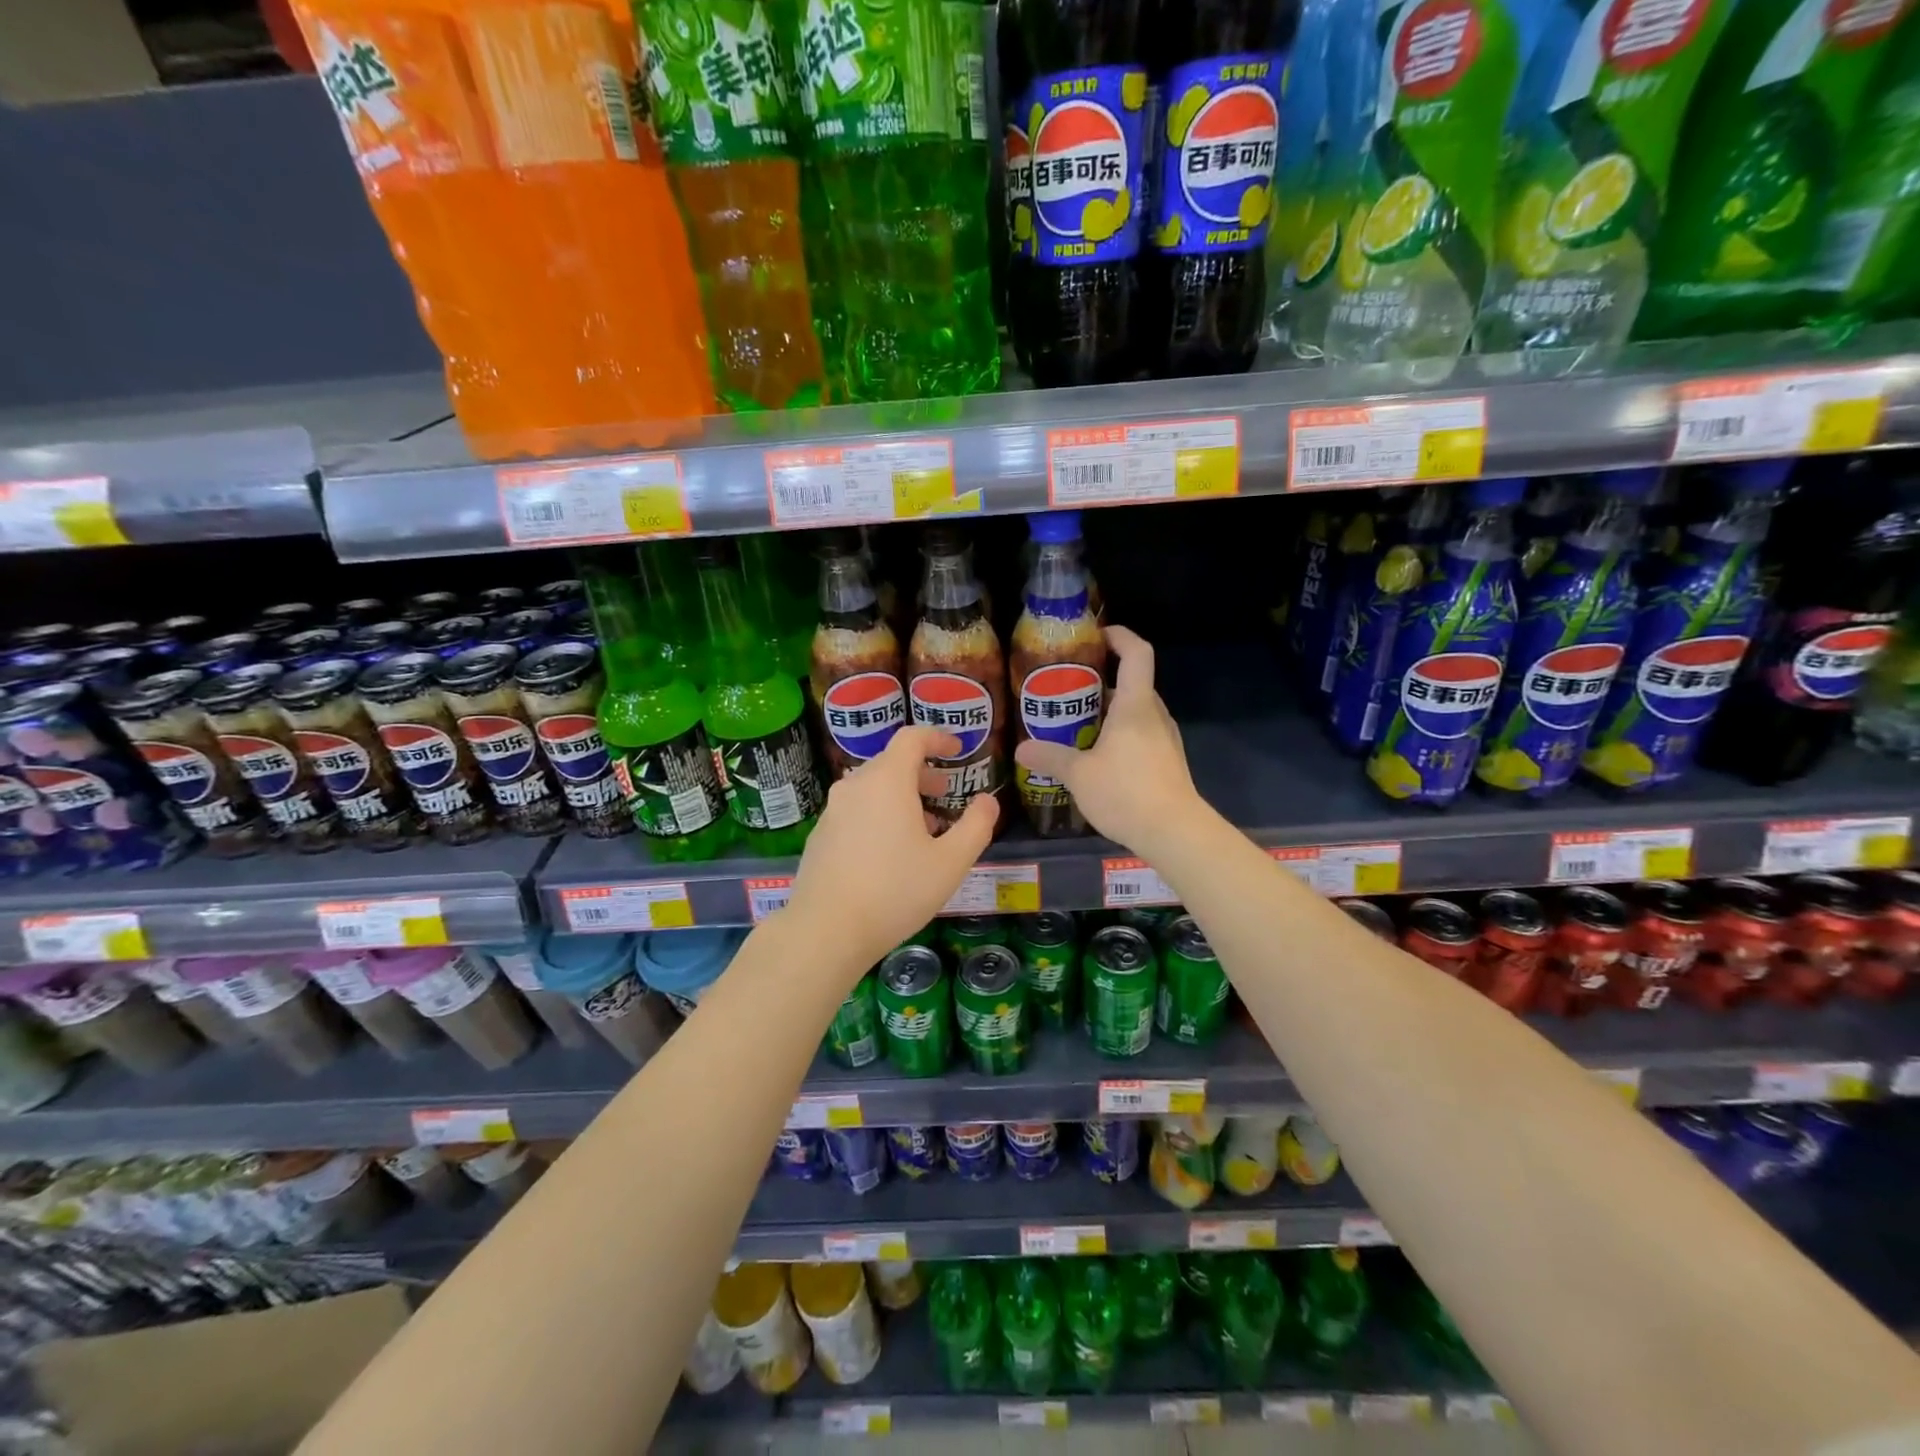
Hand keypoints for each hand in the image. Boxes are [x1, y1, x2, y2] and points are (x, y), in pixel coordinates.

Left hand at [786, 726, 998, 969]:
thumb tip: (988, 801)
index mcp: (887, 780)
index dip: (937, 738)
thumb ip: (976, 826)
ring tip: (925, 827)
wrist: (826, 930)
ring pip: (873, 788)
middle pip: (892, 762)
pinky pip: (857, 809)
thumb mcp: (950, 862)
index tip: (957, 749)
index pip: (912, 738)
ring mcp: (833, 810)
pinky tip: (892, 851)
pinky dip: (879, 813)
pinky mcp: (821, 834)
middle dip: (923, 772)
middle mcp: (855, 785)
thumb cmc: (895, 891)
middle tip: (946, 792)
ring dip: (902, 796)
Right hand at [1014, 626, 1203, 854]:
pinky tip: (1097, 757)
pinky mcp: (1167, 761)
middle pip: (1132, 683)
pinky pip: (1141, 735)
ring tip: (1076, 725)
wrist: (1175, 832)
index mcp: (1135, 706)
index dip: (1120, 636)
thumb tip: (1021, 750)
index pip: (1137, 653)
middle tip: (1068, 690)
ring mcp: (1164, 739)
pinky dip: (1119, 735)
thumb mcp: (1079, 775)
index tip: (1097, 635)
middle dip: (1102, 681)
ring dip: (1109, 711)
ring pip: (1136, 712)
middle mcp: (1154, 715)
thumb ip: (1050, 758)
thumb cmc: (1126, 792)